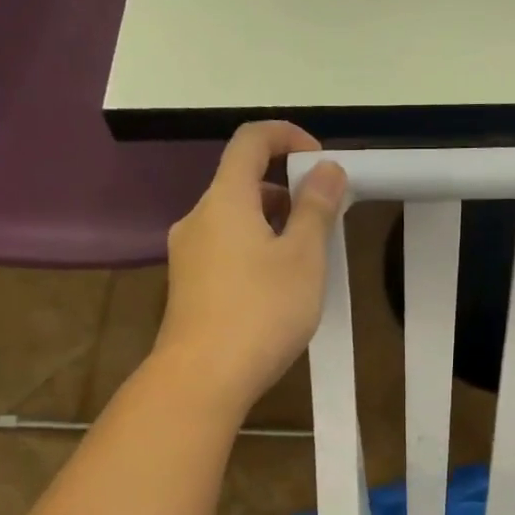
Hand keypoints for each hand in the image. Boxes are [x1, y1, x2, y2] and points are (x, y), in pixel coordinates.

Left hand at [156, 122, 346, 412]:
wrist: (203, 378)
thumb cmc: (261, 311)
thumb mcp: (304, 258)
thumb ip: (317, 208)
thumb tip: (327, 169)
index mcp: (225, 199)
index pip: (250, 140)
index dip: (287, 136)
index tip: (320, 161)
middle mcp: (198, 218)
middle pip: (241, 182)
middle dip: (286, 190)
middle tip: (322, 221)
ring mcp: (187, 254)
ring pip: (234, 220)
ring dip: (271, 224)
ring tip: (305, 261)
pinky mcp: (187, 286)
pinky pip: (224, 249)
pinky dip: (253, 250)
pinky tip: (275, 289)